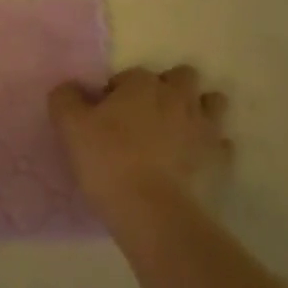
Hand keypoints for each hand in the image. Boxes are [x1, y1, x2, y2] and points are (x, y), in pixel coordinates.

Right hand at [50, 65, 231, 221]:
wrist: (152, 212)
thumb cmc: (108, 161)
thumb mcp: (69, 125)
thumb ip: (65, 97)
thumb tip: (71, 88)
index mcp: (143, 84)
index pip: (130, 74)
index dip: (117, 92)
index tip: (106, 114)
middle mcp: (178, 97)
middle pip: (183, 77)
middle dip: (169, 88)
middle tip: (147, 114)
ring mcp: (204, 128)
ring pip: (213, 104)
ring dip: (199, 110)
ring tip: (179, 130)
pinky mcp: (220, 160)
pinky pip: (221, 144)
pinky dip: (210, 147)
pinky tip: (193, 161)